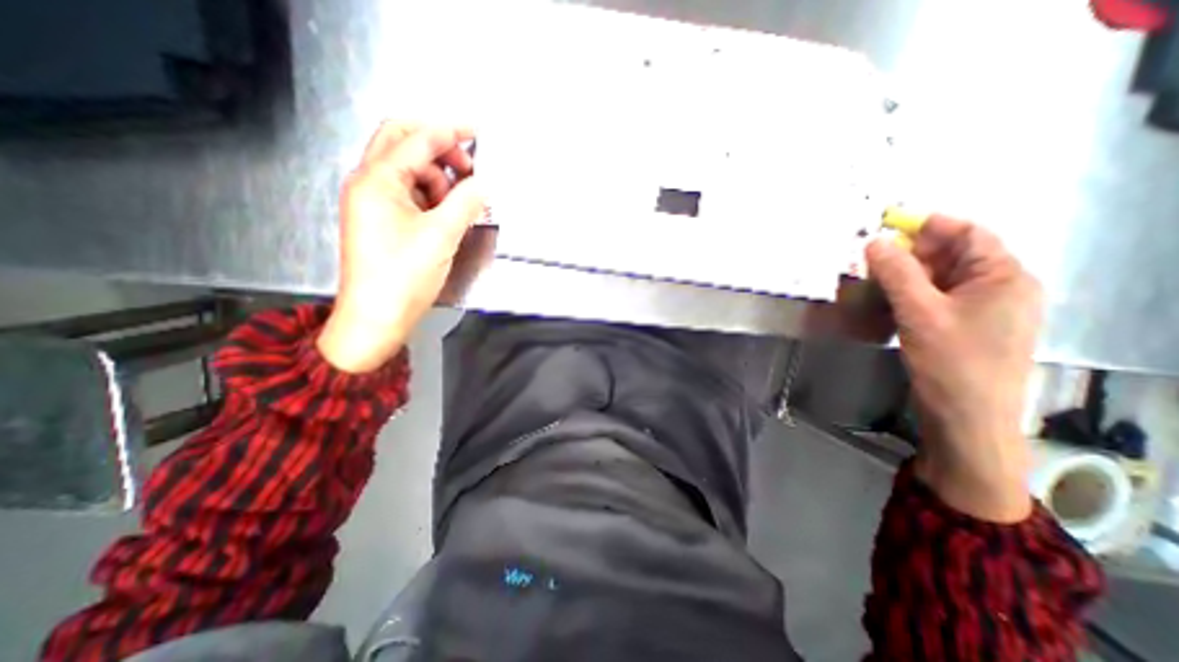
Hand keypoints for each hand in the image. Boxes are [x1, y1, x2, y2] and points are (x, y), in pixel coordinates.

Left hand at [314, 125, 485, 372]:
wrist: (377, 317)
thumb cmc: (404, 276)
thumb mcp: (442, 235)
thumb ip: (466, 203)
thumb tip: (484, 185)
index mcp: (377, 180)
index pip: (416, 140)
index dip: (449, 132)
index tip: (476, 131)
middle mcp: (368, 183)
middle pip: (401, 143)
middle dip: (437, 148)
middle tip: (468, 166)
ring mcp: (372, 202)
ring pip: (407, 170)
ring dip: (437, 177)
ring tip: (460, 202)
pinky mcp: (380, 220)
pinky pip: (408, 193)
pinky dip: (430, 196)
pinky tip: (448, 212)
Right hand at [863, 218, 1038, 521]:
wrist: (966, 417)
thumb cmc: (951, 362)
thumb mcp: (920, 313)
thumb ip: (897, 274)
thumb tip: (874, 242)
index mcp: (1005, 277)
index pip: (969, 234)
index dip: (928, 225)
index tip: (886, 225)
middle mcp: (1000, 288)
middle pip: (954, 255)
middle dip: (912, 252)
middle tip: (871, 255)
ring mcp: (983, 309)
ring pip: (941, 278)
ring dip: (908, 274)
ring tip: (873, 276)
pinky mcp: (964, 327)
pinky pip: (937, 298)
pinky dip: (911, 293)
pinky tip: (887, 299)